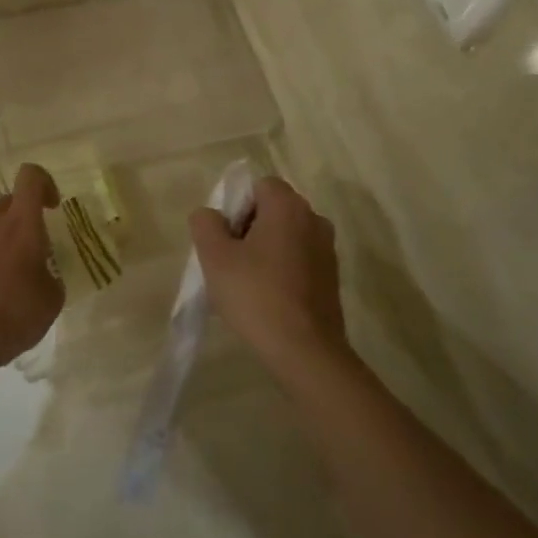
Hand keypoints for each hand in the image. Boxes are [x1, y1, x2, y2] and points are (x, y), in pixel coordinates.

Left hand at [0, 163, 64, 380]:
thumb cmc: (16, 314)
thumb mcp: (52, 299)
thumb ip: (51, 278)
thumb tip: (45, 277)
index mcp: (23, 224)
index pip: (30, 177)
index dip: (44, 183)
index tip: (53, 206)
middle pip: (6, 200)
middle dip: (21, 213)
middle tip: (32, 242)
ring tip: (5, 255)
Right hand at [189, 178, 351, 378]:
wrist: (305, 350)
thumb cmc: (255, 295)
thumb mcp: (214, 256)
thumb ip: (206, 224)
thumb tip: (210, 215)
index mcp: (288, 207)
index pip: (258, 186)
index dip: (236, 206)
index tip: (225, 238)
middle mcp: (314, 219)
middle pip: (273, 210)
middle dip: (248, 228)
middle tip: (230, 261)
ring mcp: (327, 249)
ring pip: (286, 236)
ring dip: (264, 250)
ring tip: (246, 283)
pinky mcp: (331, 278)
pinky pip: (299, 259)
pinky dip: (281, 270)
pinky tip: (266, 298)